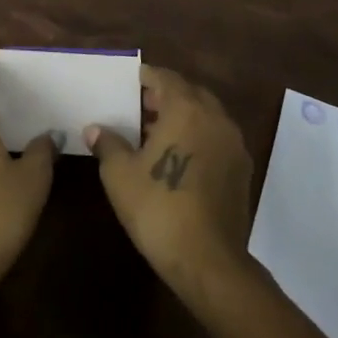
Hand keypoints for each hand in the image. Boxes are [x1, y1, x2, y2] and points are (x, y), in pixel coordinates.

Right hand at [87, 64, 252, 295]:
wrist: (207, 260)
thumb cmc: (158, 207)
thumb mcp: (120, 174)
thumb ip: (108, 144)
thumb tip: (95, 129)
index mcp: (186, 109)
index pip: (165, 78)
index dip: (146, 77)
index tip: (128, 82)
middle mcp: (215, 118)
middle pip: (189, 93)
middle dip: (165, 96)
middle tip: (139, 107)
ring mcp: (233, 144)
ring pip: (206, 116)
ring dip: (184, 117)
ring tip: (155, 133)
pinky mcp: (242, 170)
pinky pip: (217, 139)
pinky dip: (198, 137)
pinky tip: (178, 158)